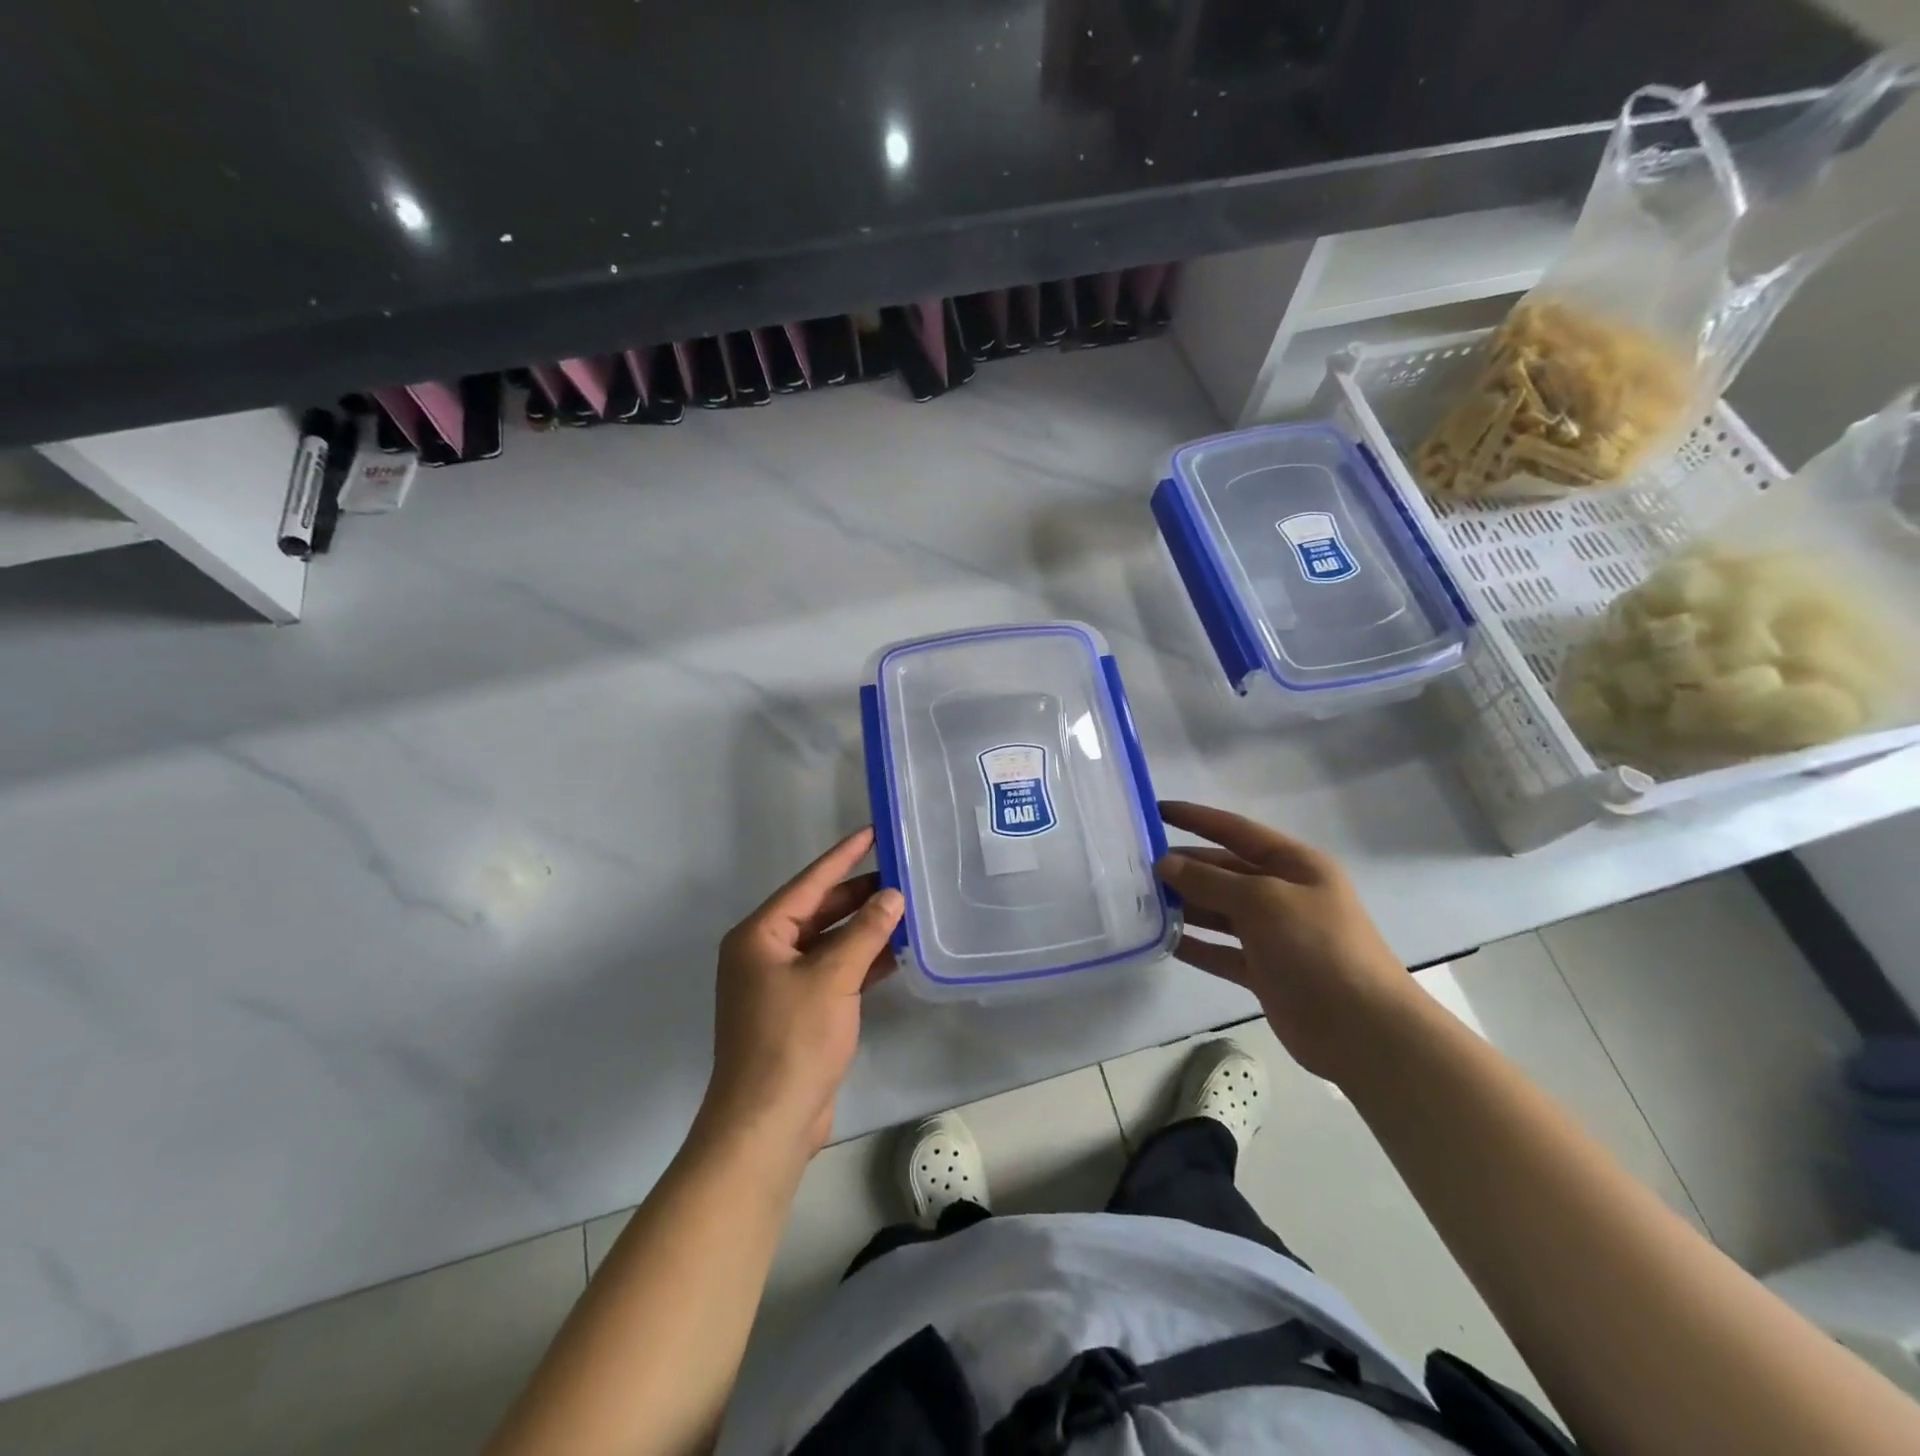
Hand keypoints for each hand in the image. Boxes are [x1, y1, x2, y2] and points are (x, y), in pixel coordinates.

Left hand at [701, 828, 903, 1161]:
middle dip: (858, 895)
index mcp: (759, 936)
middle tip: (900, 873)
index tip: (871, 832)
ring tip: (905, 908)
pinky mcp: (798, 1012)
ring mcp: (780, 984)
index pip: (808, 883)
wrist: (768, 1123)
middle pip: (818, 911)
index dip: (842, 857)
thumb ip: (865, 932)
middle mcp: (765, 954)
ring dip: (863, 930)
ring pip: (828, 943)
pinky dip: (860, 962)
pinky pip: (832, 972)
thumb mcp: (832, 978)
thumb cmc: (792, 1039)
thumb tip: (892, 895)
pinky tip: (895, 954)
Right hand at [1154, 801, 1418, 1081]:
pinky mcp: (1265, 971)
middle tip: (1135, 866)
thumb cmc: (1317, 948)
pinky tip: (1163, 941)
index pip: (1235, 830)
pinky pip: (1221, 950)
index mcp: (1294, 864)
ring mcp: (1274, 934)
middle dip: (1184, 866)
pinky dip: (1196, 945)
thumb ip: (1210, 880)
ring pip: (1219, 910)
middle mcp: (1283, 893)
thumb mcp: (1262, 901)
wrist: (1364, 1030)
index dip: (1196, 818)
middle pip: (1224, 871)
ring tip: (1141, 901)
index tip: (1154, 810)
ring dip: (1185, 905)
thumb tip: (1165, 863)